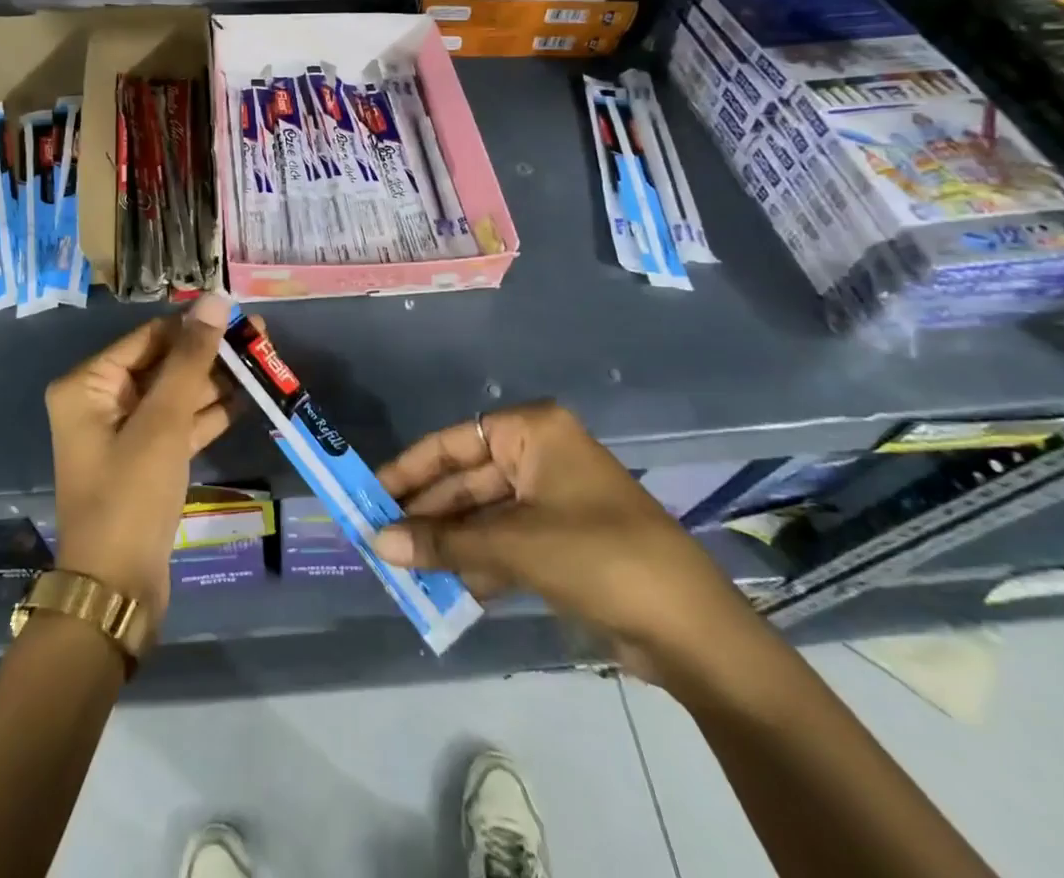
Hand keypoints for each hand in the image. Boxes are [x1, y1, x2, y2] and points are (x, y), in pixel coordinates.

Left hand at [45, 292, 234, 624]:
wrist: (117, 591)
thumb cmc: (131, 495)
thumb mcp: (163, 421)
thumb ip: (191, 359)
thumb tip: (213, 299)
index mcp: (88, 384)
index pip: (150, 338)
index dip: (196, 326)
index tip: (240, 315)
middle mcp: (100, 401)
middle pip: (163, 364)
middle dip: (210, 354)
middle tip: (261, 339)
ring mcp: (123, 433)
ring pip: (175, 394)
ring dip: (215, 382)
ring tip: (264, 364)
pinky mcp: (145, 460)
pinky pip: (178, 424)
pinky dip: (208, 413)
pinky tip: (247, 399)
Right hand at [372, 402, 762, 684]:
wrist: (692, 631)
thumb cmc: (599, 556)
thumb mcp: (514, 545)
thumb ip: (443, 543)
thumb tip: (376, 541)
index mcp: (533, 432)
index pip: (454, 442)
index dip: (410, 468)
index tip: (371, 492)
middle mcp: (539, 454)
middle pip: (466, 479)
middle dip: (427, 512)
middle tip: (379, 537)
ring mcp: (551, 499)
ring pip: (482, 514)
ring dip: (447, 541)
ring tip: (401, 566)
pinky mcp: (561, 541)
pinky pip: (503, 541)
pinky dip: (476, 561)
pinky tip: (443, 585)